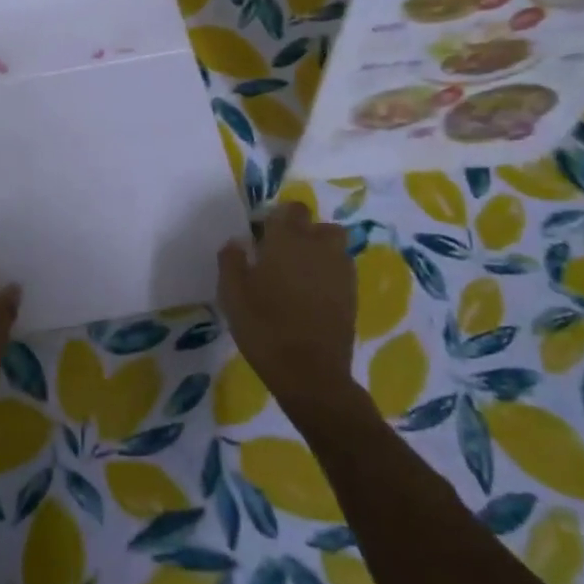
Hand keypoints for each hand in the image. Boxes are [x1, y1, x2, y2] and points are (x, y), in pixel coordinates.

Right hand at [217, 201, 359, 411]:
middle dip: (303, 231)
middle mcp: (319, 248)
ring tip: (298, 273)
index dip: (277, 217)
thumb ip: (231, 261)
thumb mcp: (231, 294)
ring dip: (319, 251)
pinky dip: (328, 274)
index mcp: (287, 241)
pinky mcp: (352, 296)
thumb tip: (237, 242)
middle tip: (281, 253)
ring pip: (334, 246)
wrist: (310, 373)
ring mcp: (340, 272)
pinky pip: (341, 270)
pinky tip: (311, 294)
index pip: (290, 210)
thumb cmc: (264, 327)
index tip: (261, 235)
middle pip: (318, 225)